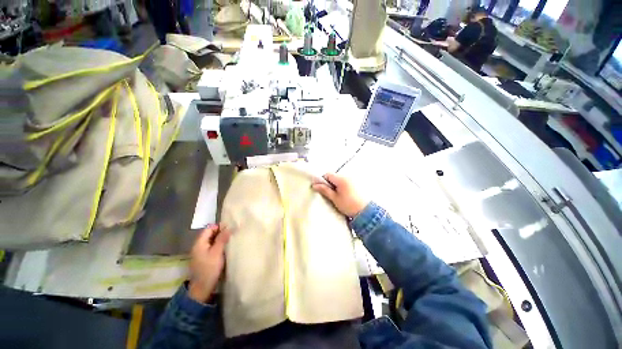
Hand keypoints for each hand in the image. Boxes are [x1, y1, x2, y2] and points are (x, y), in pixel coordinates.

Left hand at [188, 225, 231, 302]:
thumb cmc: (209, 269)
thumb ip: (222, 239)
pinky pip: (212, 247)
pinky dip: (218, 245)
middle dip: (221, 232)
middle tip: (232, 233)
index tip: (230, 228)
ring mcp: (201, 252)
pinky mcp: (204, 258)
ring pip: (211, 241)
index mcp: (199, 243)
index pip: (209, 228)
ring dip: (220, 239)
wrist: (202, 288)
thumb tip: (228, 227)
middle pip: (210, 234)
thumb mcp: (217, 253)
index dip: (219, 227)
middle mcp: (198, 246)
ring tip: (231, 239)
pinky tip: (226, 248)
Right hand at [312, 173, 367, 217]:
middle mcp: (348, 176)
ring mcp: (353, 179)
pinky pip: (347, 182)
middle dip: (330, 183)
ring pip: (340, 179)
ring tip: (339, 196)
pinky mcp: (357, 183)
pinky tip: (346, 195)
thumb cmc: (349, 205)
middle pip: (334, 176)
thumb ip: (325, 190)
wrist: (366, 212)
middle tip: (331, 194)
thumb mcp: (335, 198)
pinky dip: (343, 186)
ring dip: (337, 185)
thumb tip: (314, 185)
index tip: (323, 189)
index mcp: (341, 179)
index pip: (328, 174)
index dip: (323, 181)